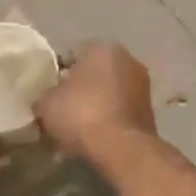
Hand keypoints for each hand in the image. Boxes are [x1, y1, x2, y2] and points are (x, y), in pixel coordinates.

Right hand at [34, 42, 155, 164]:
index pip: (73, 54)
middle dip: (80, 89)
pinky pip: (120, 111)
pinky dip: (108, 120)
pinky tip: (94, 136)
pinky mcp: (150, 113)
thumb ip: (44, 96)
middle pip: (94, 73)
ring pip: (109, 93)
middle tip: (61, 109)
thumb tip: (45, 101)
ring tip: (76, 127)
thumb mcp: (47, 104)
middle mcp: (128, 60)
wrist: (121, 148)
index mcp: (103, 48)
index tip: (48, 92)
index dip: (57, 73)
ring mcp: (143, 86)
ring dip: (96, 105)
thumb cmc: (81, 113)